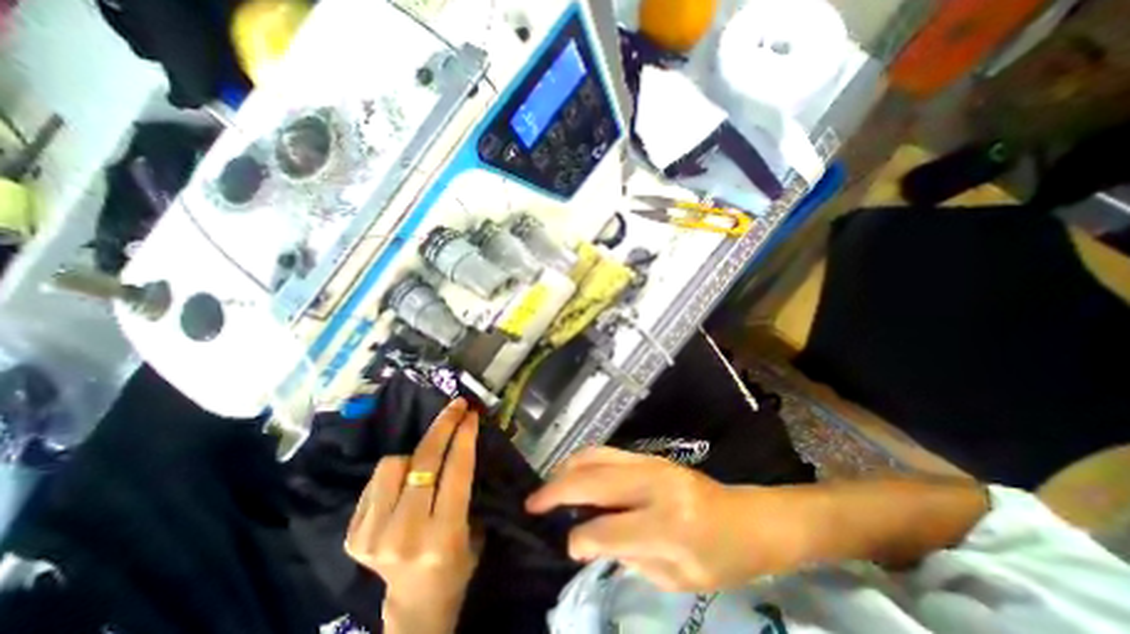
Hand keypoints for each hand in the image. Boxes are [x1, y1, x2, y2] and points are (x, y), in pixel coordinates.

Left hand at [349, 398, 481, 631]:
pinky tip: (407, 478)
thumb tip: (462, 438)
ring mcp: (372, 535)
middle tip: (455, 407)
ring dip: (415, 454)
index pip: (455, 470)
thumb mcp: (472, 525)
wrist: (416, 603)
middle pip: (424, 461)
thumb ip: (464, 486)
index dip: (464, 436)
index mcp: (442, 535)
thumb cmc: (457, 562)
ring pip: (393, 463)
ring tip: (426, 461)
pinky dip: (395, 471)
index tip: (470, 413)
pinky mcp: (353, 535)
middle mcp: (404, 534)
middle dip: (443, 426)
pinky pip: (377, 479)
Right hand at [526, 448, 796, 590]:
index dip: (580, 540)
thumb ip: (630, 557)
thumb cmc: (722, 559)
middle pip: (592, 481)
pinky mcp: (650, 455)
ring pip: (596, 456)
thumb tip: (590, 538)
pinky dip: (584, 460)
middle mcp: (655, 486)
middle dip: (556, 491)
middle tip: (532, 503)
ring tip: (548, 484)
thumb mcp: (678, 579)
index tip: (568, 545)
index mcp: (668, 526)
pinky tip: (574, 470)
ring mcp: (651, 463)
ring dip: (567, 469)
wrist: (748, 518)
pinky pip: (607, 451)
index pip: (607, 530)